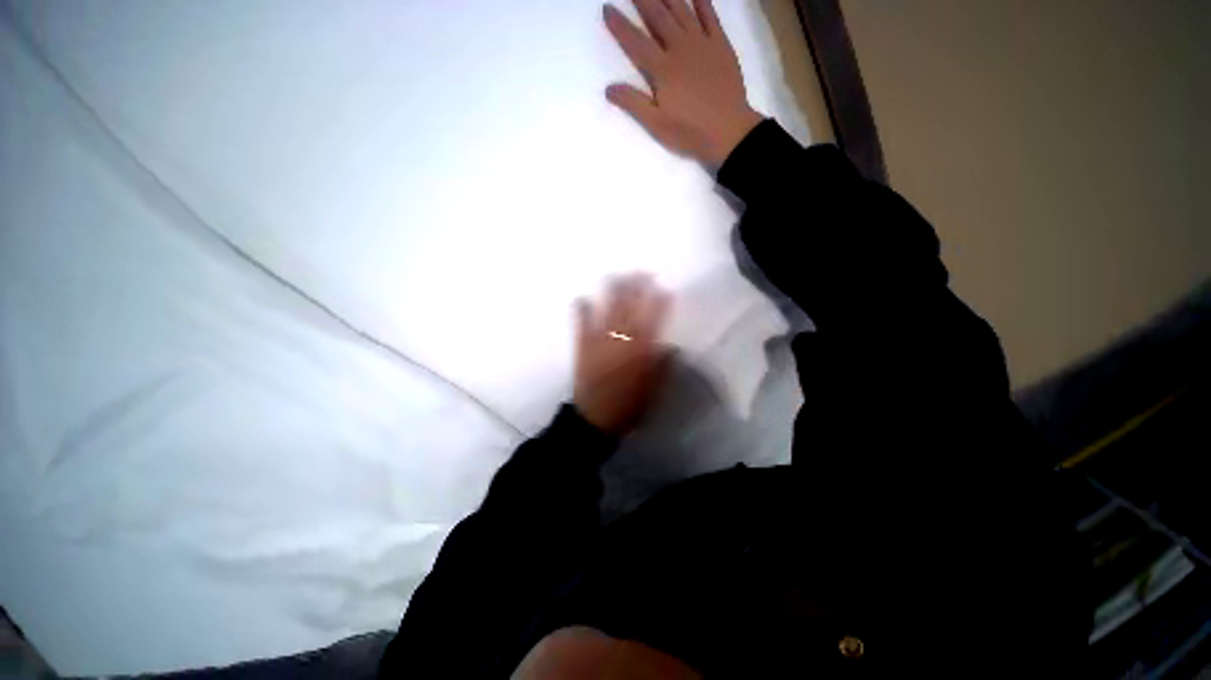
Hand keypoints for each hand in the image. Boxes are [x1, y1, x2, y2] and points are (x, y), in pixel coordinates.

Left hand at [574, 274, 671, 434]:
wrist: (595, 419)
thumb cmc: (630, 406)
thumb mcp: (654, 389)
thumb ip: (663, 366)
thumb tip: (670, 346)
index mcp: (642, 350)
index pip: (654, 320)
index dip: (660, 302)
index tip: (665, 288)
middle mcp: (621, 340)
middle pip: (630, 308)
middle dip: (636, 288)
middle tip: (642, 272)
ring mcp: (600, 341)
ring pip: (608, 310)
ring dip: (612, 292)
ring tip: (616, 276)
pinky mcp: (582, 347)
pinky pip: (581, 325)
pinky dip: (581, 311)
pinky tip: (582, 298)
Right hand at [604, 0, 763, 167]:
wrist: (734, 134)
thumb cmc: (692, 130)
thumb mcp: (656, 123)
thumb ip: (631, 102)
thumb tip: (607, 87)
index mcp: (662, 69)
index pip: (634, 40)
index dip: (619, 23)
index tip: (607, 8)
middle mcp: (680, 50)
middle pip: (658, 18)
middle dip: (643, 0)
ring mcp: (703, 46)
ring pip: (682, 14)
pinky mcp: (721, 47)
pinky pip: (711, 20)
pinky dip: (703, 5)